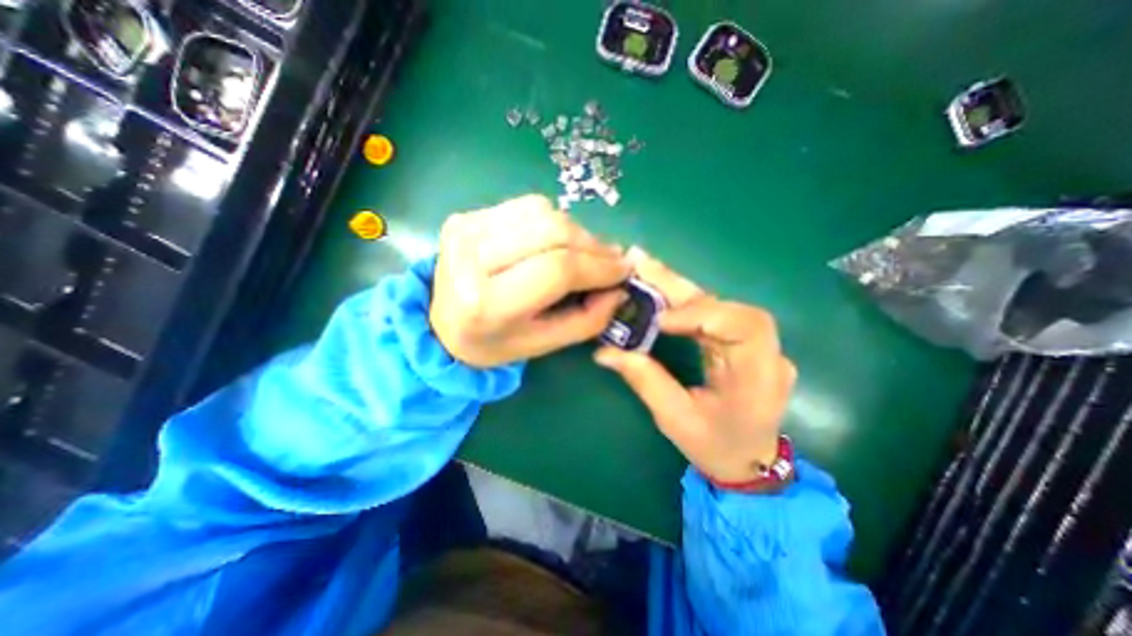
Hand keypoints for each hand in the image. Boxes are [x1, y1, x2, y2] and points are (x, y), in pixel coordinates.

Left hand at [430, 196, 632, 369]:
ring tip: (584, 253)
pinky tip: (554, 242)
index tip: (624, 270)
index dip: (599, 267)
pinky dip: (552, 222)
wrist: (441, 326)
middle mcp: (472, 257)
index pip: (558, 269)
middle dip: (593, 245)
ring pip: (544, 212)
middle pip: (553, 231)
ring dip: (575, 232)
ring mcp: (466, 229)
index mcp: (488, 302)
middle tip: (610, 261)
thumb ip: (588, 320)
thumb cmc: (494, 343)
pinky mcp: (467, 215)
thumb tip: (619, 288)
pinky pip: (527, 206)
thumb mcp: (544, 344)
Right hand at [593, 250, 794, 482]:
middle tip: (641, 262)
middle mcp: (766, 352)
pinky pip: (710, 313)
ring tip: (643, 268)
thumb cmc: (716, 447)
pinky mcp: (741, 340)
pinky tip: (659, 287)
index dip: (700, 315)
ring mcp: (757, 344)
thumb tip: (605, 352)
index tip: (660, 320)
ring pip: (716, 304)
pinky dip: (682, 300)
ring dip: (677, 287)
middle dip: (679, 287)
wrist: (749, 462)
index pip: (742, 327)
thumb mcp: (675, 419)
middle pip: (725, 306)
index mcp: (759, 377)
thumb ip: (644, 380)